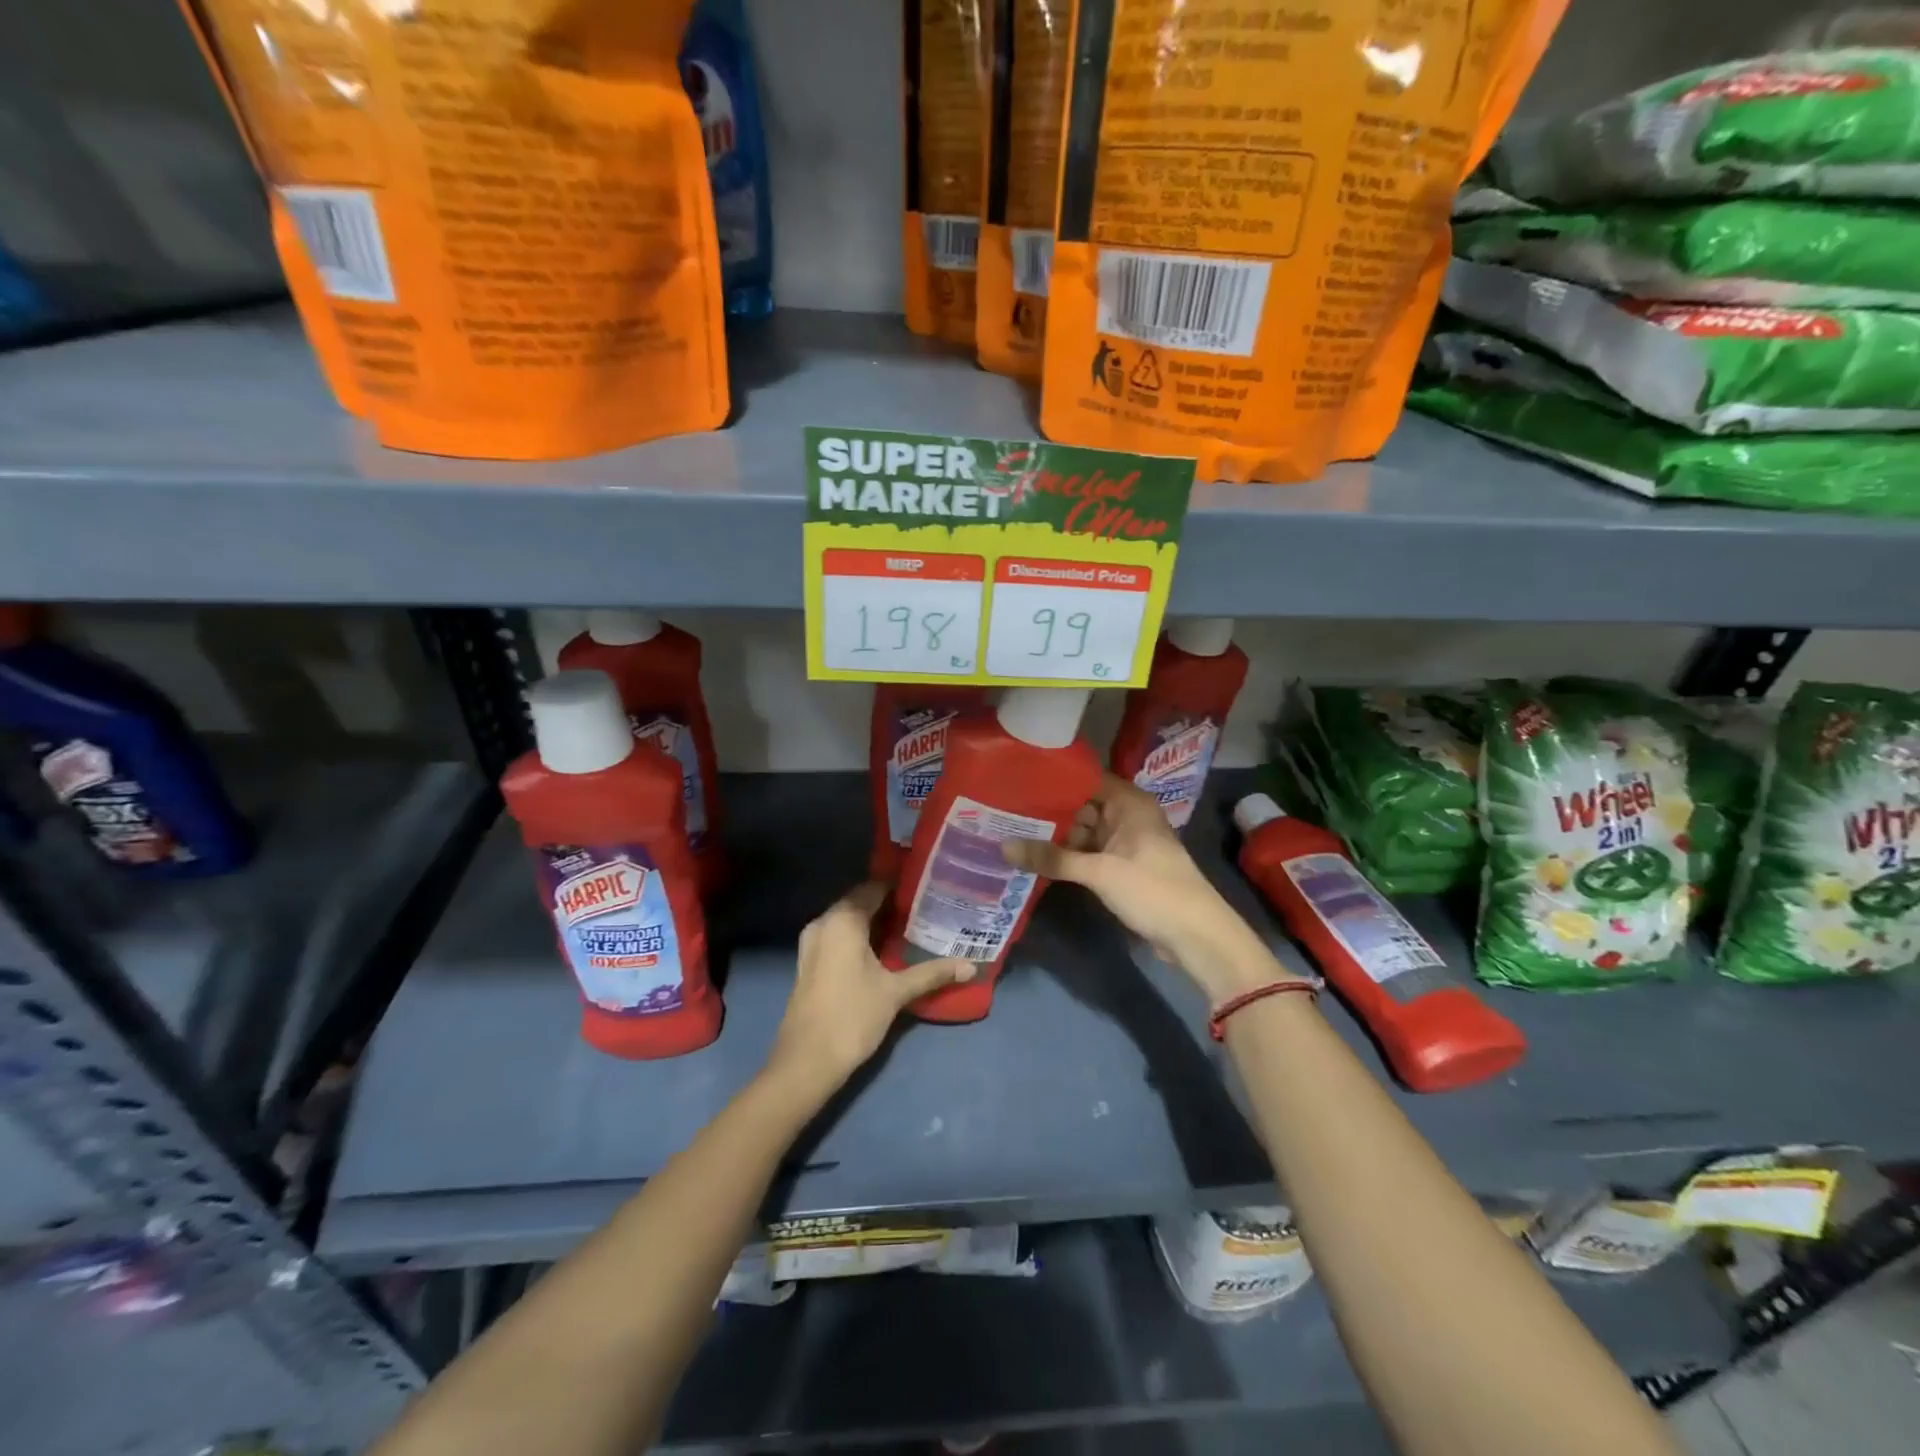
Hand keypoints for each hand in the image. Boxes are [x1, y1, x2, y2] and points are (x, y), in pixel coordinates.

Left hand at [766, 882, 972, 1096]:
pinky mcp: (809, 960)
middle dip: (889, 904)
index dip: (900, 886)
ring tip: (909, 927)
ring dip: (873, 921)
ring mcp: (812, 941)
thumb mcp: (896, 992)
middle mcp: (824, 922)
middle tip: (924, 909)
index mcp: (843, 920)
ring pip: (847, 919)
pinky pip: (838, 935)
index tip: (927, 890)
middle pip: (860, 901)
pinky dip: (859, 936)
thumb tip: (971, 966)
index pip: (874, 888)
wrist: (806, 1061)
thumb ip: (932, 973)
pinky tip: (882, 950)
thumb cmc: (852, 1017)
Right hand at [1003, 775, 1282, 998]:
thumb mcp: (1099, 872)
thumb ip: (1052, 858)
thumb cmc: (1153, 889)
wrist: (1196, 935)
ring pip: (1081, 833)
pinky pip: (1087, 854)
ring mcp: (1123, 844)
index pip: (1085, 780)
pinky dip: (1066, 857)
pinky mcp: (1120, 868)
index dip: (1052, 780)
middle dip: (1046, 812)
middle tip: (1002, 811)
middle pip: (1079, 807)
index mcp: (1128, 803)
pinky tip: (1034, 860)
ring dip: (1053, 838)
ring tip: (1009, 833)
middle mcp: (1126, 817)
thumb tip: (1003, 847)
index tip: (1016, 781)